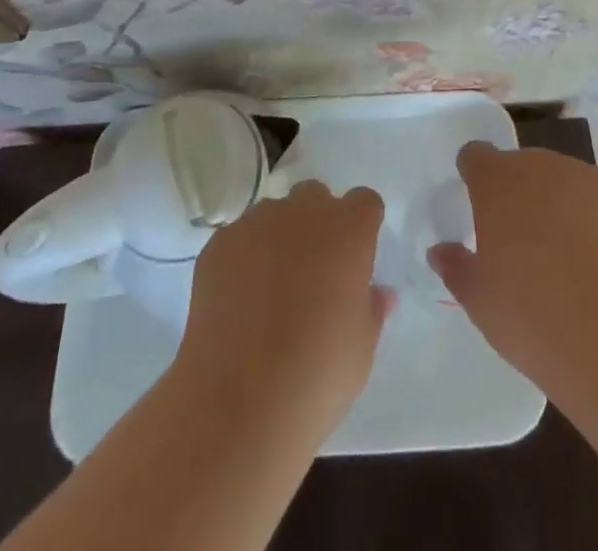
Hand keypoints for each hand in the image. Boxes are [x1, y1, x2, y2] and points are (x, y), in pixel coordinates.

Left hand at [176, 181, 391, 440]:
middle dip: (318, 222)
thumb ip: (371, 309)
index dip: (361, 226)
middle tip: (314, 271)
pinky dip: (243, 258)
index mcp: (348, 230)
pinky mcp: (219, 244)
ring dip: (279, 236)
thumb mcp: (361, 350)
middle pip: (315, 196)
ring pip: (274, 213)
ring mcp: (257, 223)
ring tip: (271, 288)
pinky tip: (238, 301)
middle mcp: (304, 212)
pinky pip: (238, 237)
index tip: (356, 258)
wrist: (239, 401)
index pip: (364, 202)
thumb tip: (378, 293)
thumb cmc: (317, 374)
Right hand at [429, 143, 597, 395]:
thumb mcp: (478, 300)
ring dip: (557, 205)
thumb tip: (441, 251)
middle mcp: (540, 167)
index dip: (474, 176)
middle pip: (522, 167)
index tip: (476, 205)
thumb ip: (456, 267)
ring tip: (565, 258)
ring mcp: (587, 178)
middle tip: (520, 243)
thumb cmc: (531, 315)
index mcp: (497, 182)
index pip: (476, 156)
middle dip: (518, 194)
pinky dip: (595, 221)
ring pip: (562, 182)